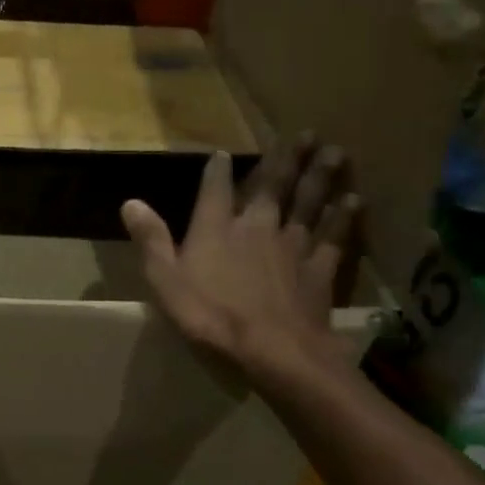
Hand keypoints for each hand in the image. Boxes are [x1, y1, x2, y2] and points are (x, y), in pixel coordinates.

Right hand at [122, 137, 360, 385]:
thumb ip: (151, 239)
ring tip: (336, 152)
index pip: (215, 190)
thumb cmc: (210, 315)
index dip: (217, 170)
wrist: (273, 350)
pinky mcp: (319, 269)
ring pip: (309, 203)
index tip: (222, 153)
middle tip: (307, 134)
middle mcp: (256, 226)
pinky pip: (333, 237)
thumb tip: (130, 202)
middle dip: (287, 159)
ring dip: (321, 177)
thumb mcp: (165, 280)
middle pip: (274, 187)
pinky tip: (354, 201)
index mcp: (216, 229)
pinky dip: (343, 218)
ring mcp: (292, 246)